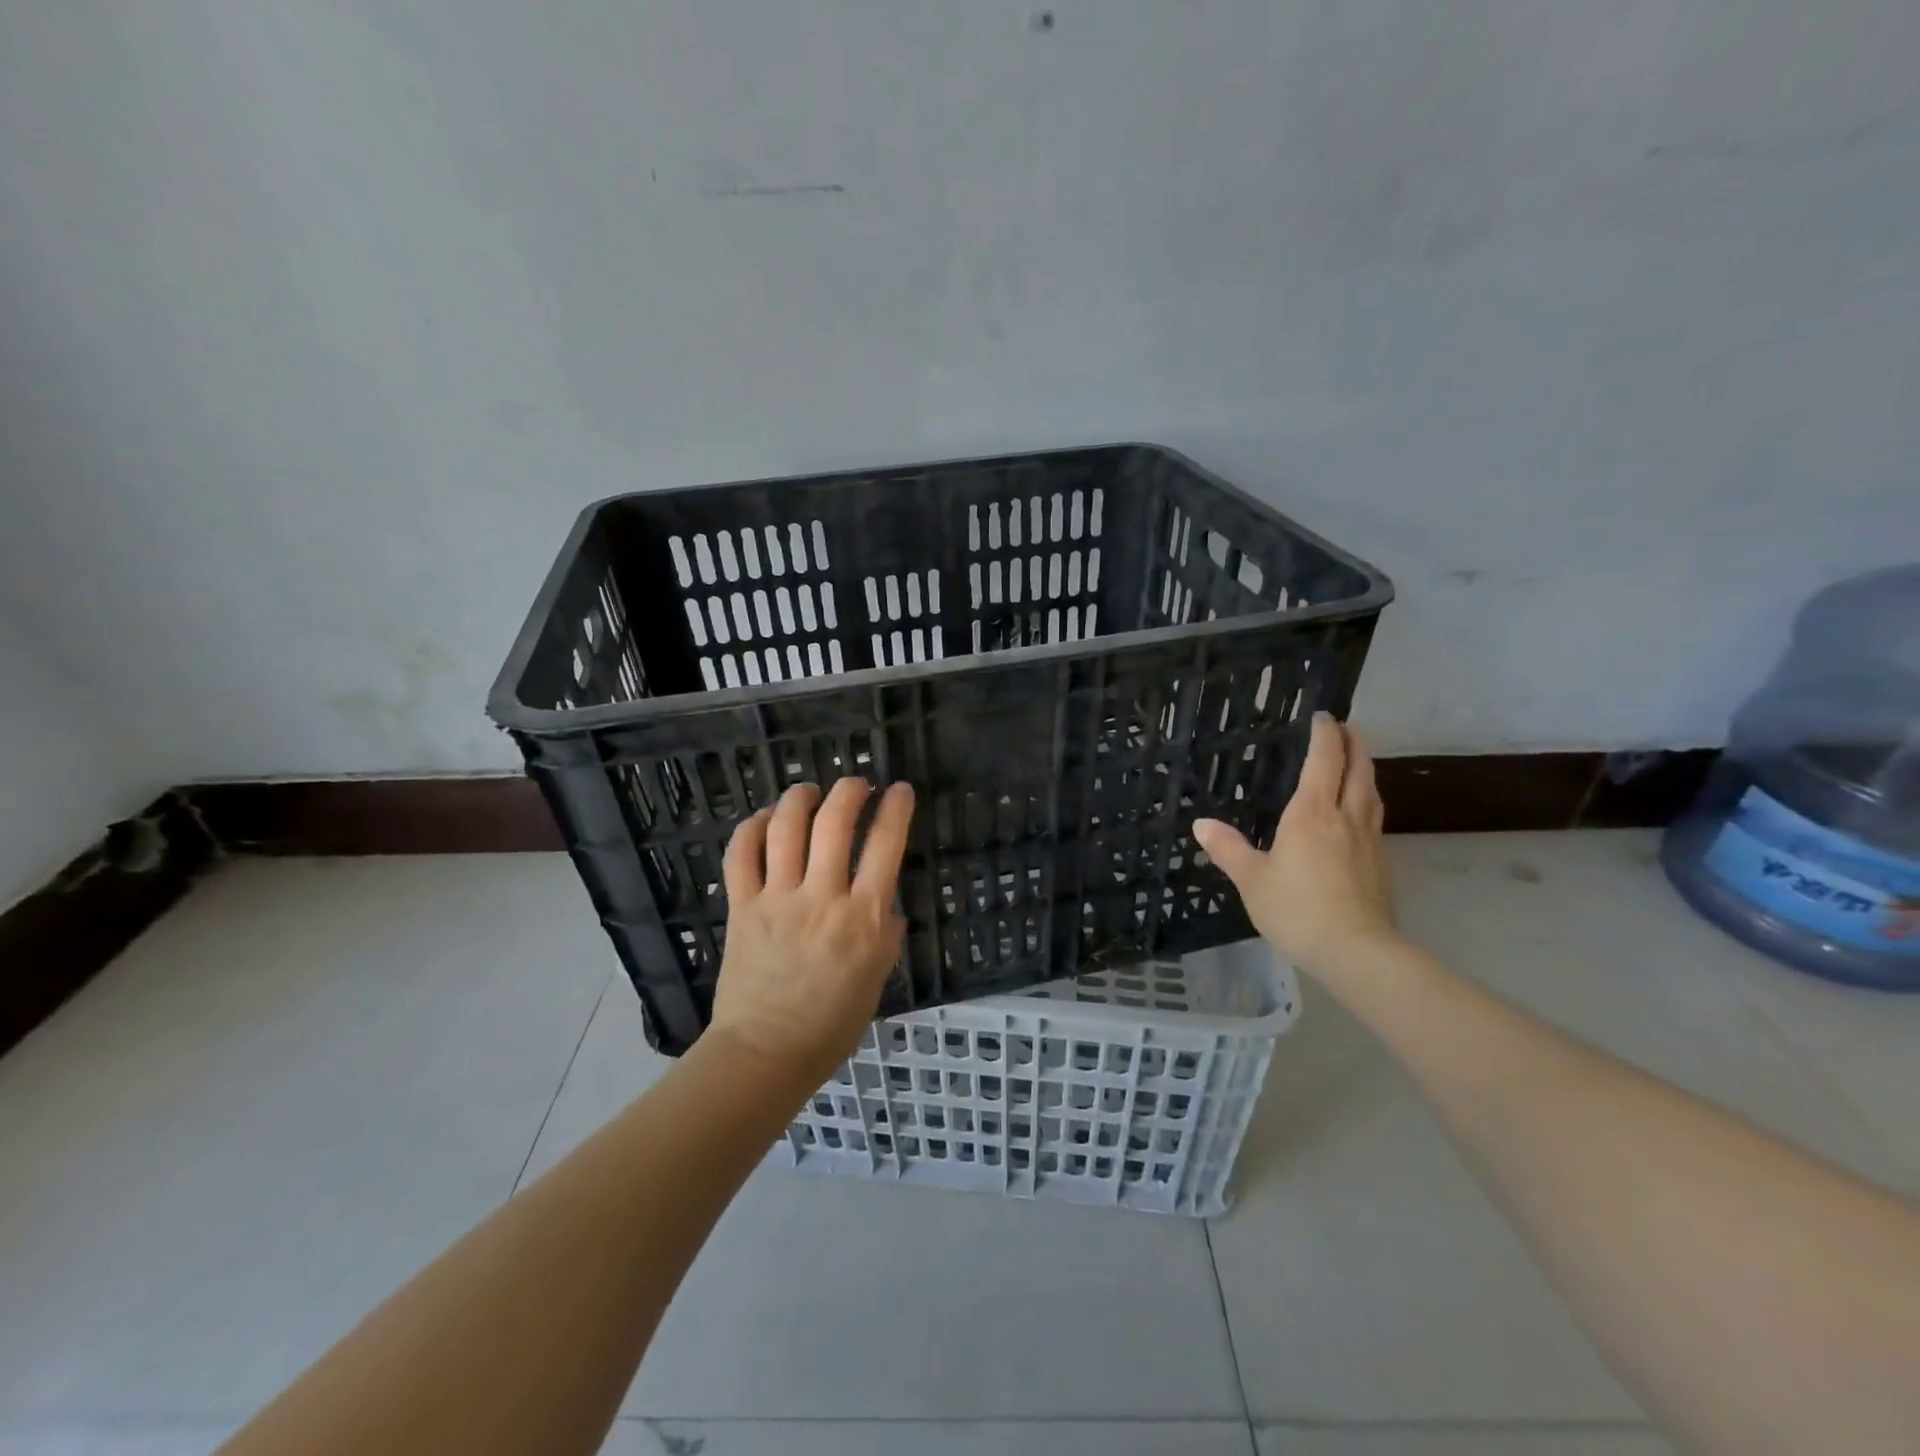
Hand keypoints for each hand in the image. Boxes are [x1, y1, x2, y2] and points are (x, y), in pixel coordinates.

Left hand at [709, 777, 914, 1086]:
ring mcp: (777, 900)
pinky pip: (741, 855)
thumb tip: (884, 900)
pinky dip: (752, 828)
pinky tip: (765, 819)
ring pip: (786, 828)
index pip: (885, 845)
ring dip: (801, 798)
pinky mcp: (742, 907)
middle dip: (850, 791)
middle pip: (835, 823)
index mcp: (863, 918)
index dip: (896, 808)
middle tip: (857, 784)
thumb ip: (884, 931)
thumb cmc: (832, 1022)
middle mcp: (822, 898)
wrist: (767, 1052)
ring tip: (811, 791)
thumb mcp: (878, 976)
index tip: (901, 790)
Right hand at [1192, 712, 1399, 981]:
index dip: (1325, 734)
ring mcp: (1369, 840)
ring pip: (1371, 792)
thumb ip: (1228, 848)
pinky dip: (1366, 799)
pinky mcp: (1380, 863)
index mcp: (1313, 813)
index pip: (1325, 760)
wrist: (1356, 951)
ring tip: (1355, 761)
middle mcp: (1346, 817)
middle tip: (1344, 727)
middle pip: (1358, 768)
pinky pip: (1374, 817)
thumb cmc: (1298, 909)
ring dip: (1365, 769)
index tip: (1322, 716)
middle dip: (1353, 743)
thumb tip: (1201, 824)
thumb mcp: (1251, 879)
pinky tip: (1358, 813)